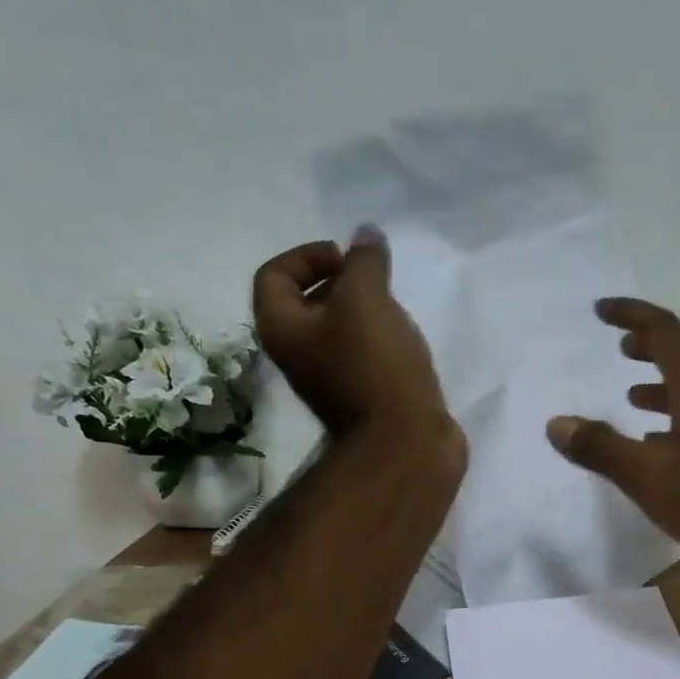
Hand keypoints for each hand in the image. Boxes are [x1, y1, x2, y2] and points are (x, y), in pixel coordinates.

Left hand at [252, 228, 453, 441]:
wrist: (405, 442)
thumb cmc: (375, 366)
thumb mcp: (367, 299)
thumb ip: (365, 261)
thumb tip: (367, 235)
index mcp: (282, 329)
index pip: (274, 275)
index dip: (306, 255)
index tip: (347, 259)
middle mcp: (298, 355)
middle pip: (306, 303)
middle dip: (339, 281)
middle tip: (373, 279)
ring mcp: (331, 379)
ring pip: (338, 330)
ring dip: (364, 311)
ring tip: (394, 308)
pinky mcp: (363, 396)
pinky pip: (363, 354)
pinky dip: (380, 339)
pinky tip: (405, 339)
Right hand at [547, 298, 679, 581]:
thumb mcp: (646, 476)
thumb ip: (600, 448)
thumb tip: (556, 423)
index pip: (664, 331)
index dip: (631, 314)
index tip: (601, 311)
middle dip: (649, 343)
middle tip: (620, 346)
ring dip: (662, 380)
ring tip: (631, 394)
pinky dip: (676, 412)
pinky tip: (658, 440)